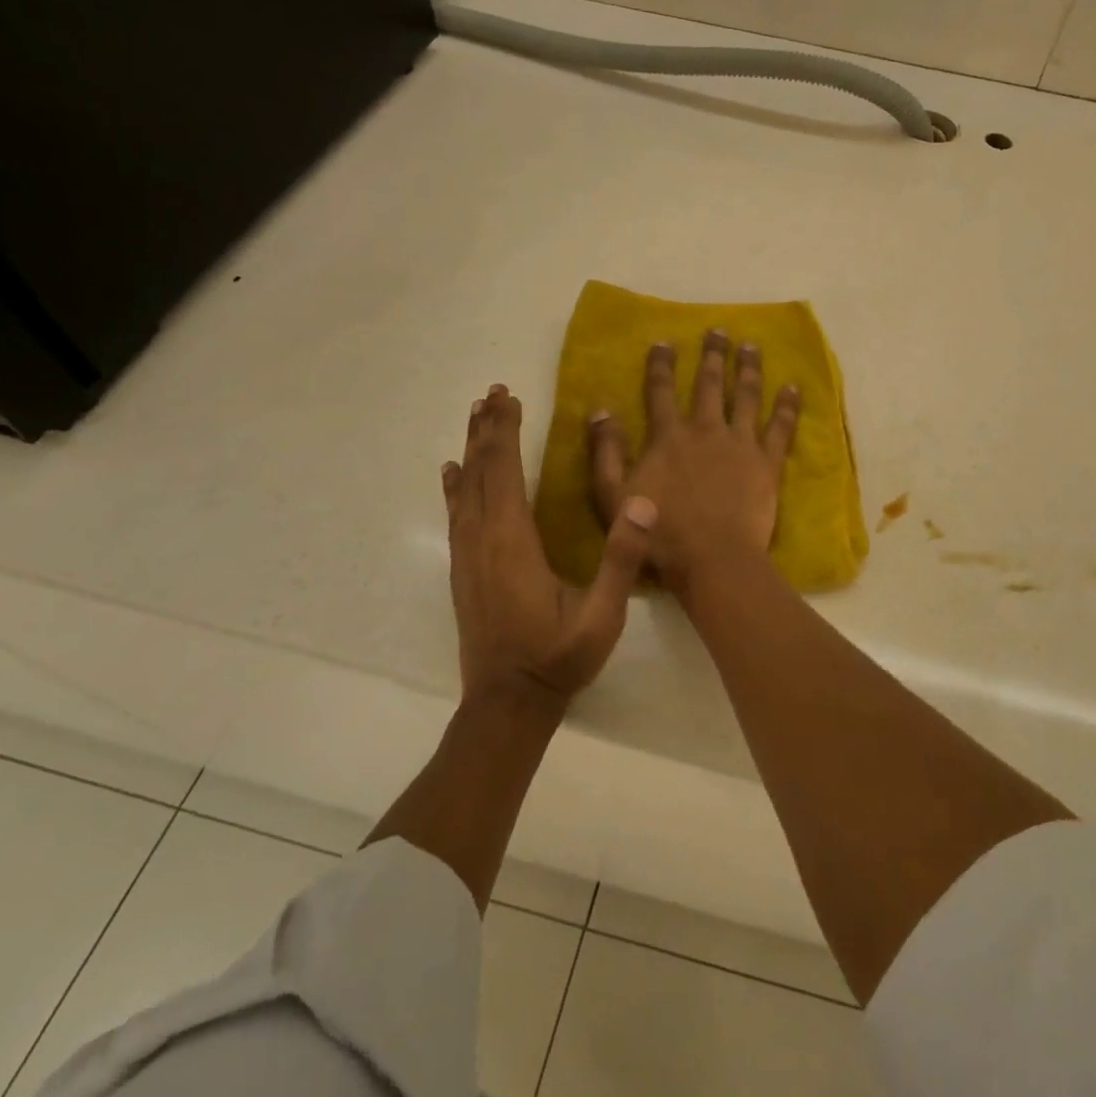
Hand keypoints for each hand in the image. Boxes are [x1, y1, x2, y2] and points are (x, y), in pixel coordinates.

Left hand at [443, 384, 654, 705]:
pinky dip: (453, 485)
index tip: (509, 396)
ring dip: (470, 448)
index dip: (506, 433)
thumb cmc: (558, 658)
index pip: (505, 473)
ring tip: (476, 415)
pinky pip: (455, 513)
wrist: (507, 704)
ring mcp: (467, 555)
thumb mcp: (602, 616)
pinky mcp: (463, 569)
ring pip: (464, 488)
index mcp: (513, 543)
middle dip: (487, 429)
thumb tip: (644, 504)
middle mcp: (482, 540)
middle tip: (492, 392)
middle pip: (480, 471)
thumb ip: (621, 560)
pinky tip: (451, 471)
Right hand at [587, 330, 801, 585]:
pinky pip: (781, 428)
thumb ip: (606, 453)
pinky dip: (787, 406)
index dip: (662, 365)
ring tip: (752, 346)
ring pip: (746, 396)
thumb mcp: (614, 497)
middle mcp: (706, 430)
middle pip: (709, 385)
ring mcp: (740, 444)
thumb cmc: (660, 534)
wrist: (712, 559)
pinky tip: (793, 387)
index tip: (665, 341)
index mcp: (669, 437)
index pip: (661, 391)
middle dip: (713, 355)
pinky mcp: (767, 462)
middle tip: (719, 331)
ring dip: (749, 369)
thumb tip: (600, 410)